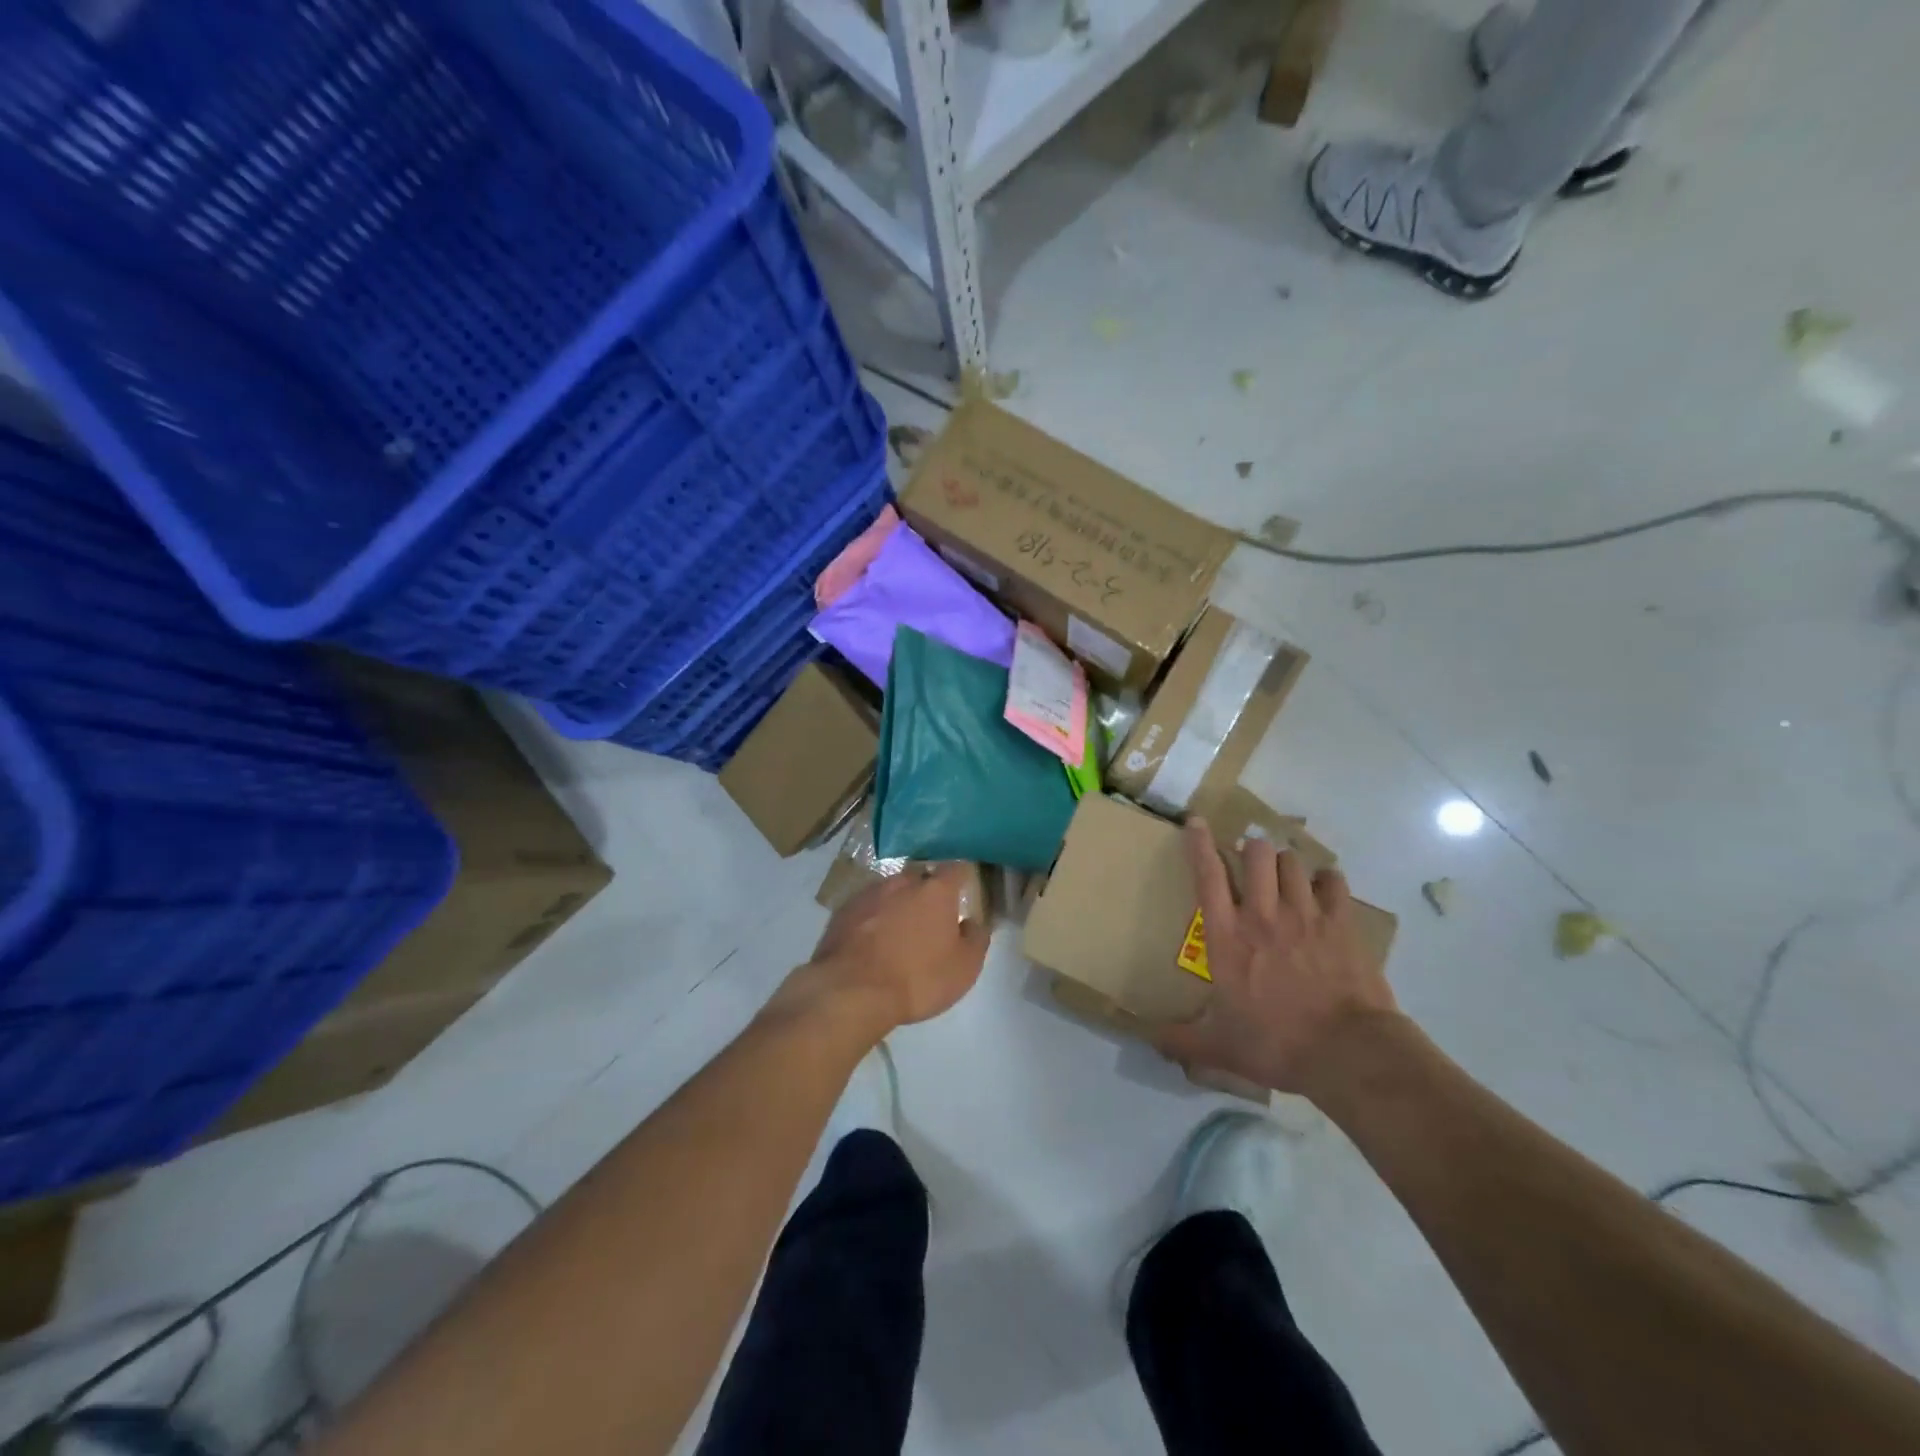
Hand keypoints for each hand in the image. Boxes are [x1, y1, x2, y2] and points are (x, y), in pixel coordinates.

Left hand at [805, 863, 988, 1029]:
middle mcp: (902, 882)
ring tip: (899, 932)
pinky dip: (873, 918)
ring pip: (891, 890)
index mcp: (936, 890)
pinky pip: (867, 907)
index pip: (956, 868)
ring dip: (898, 904)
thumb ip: (975, 938)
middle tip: (931, 917)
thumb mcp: (964, 968)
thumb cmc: (918, 979)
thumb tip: (972, 922)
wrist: (851, 991)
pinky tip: (872, 942)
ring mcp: (869, 893)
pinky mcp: (842, 911)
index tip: (964, 890)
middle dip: (927, 891)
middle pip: (921, 877)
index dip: (962, 877)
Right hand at [1155, 819, 1400, 1096]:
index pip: (1208, 877)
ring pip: (1292, 862)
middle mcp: (1262, 915)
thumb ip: (1181, 1040)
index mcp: (1227, 937)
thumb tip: (1147, 1039)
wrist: (1346, 1053)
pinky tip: (1324, 887)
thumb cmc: (1275, 1044)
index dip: (1199, 844)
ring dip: (1285, 863)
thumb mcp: (1219, 1047)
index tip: (1195, 822)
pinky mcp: (1342, 924)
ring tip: (1285, 875)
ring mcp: (1305, 915)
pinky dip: (1326, 880)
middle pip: (1256, 854)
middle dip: (1251, 850)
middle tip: (1251, 862)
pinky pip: (1333, 882)